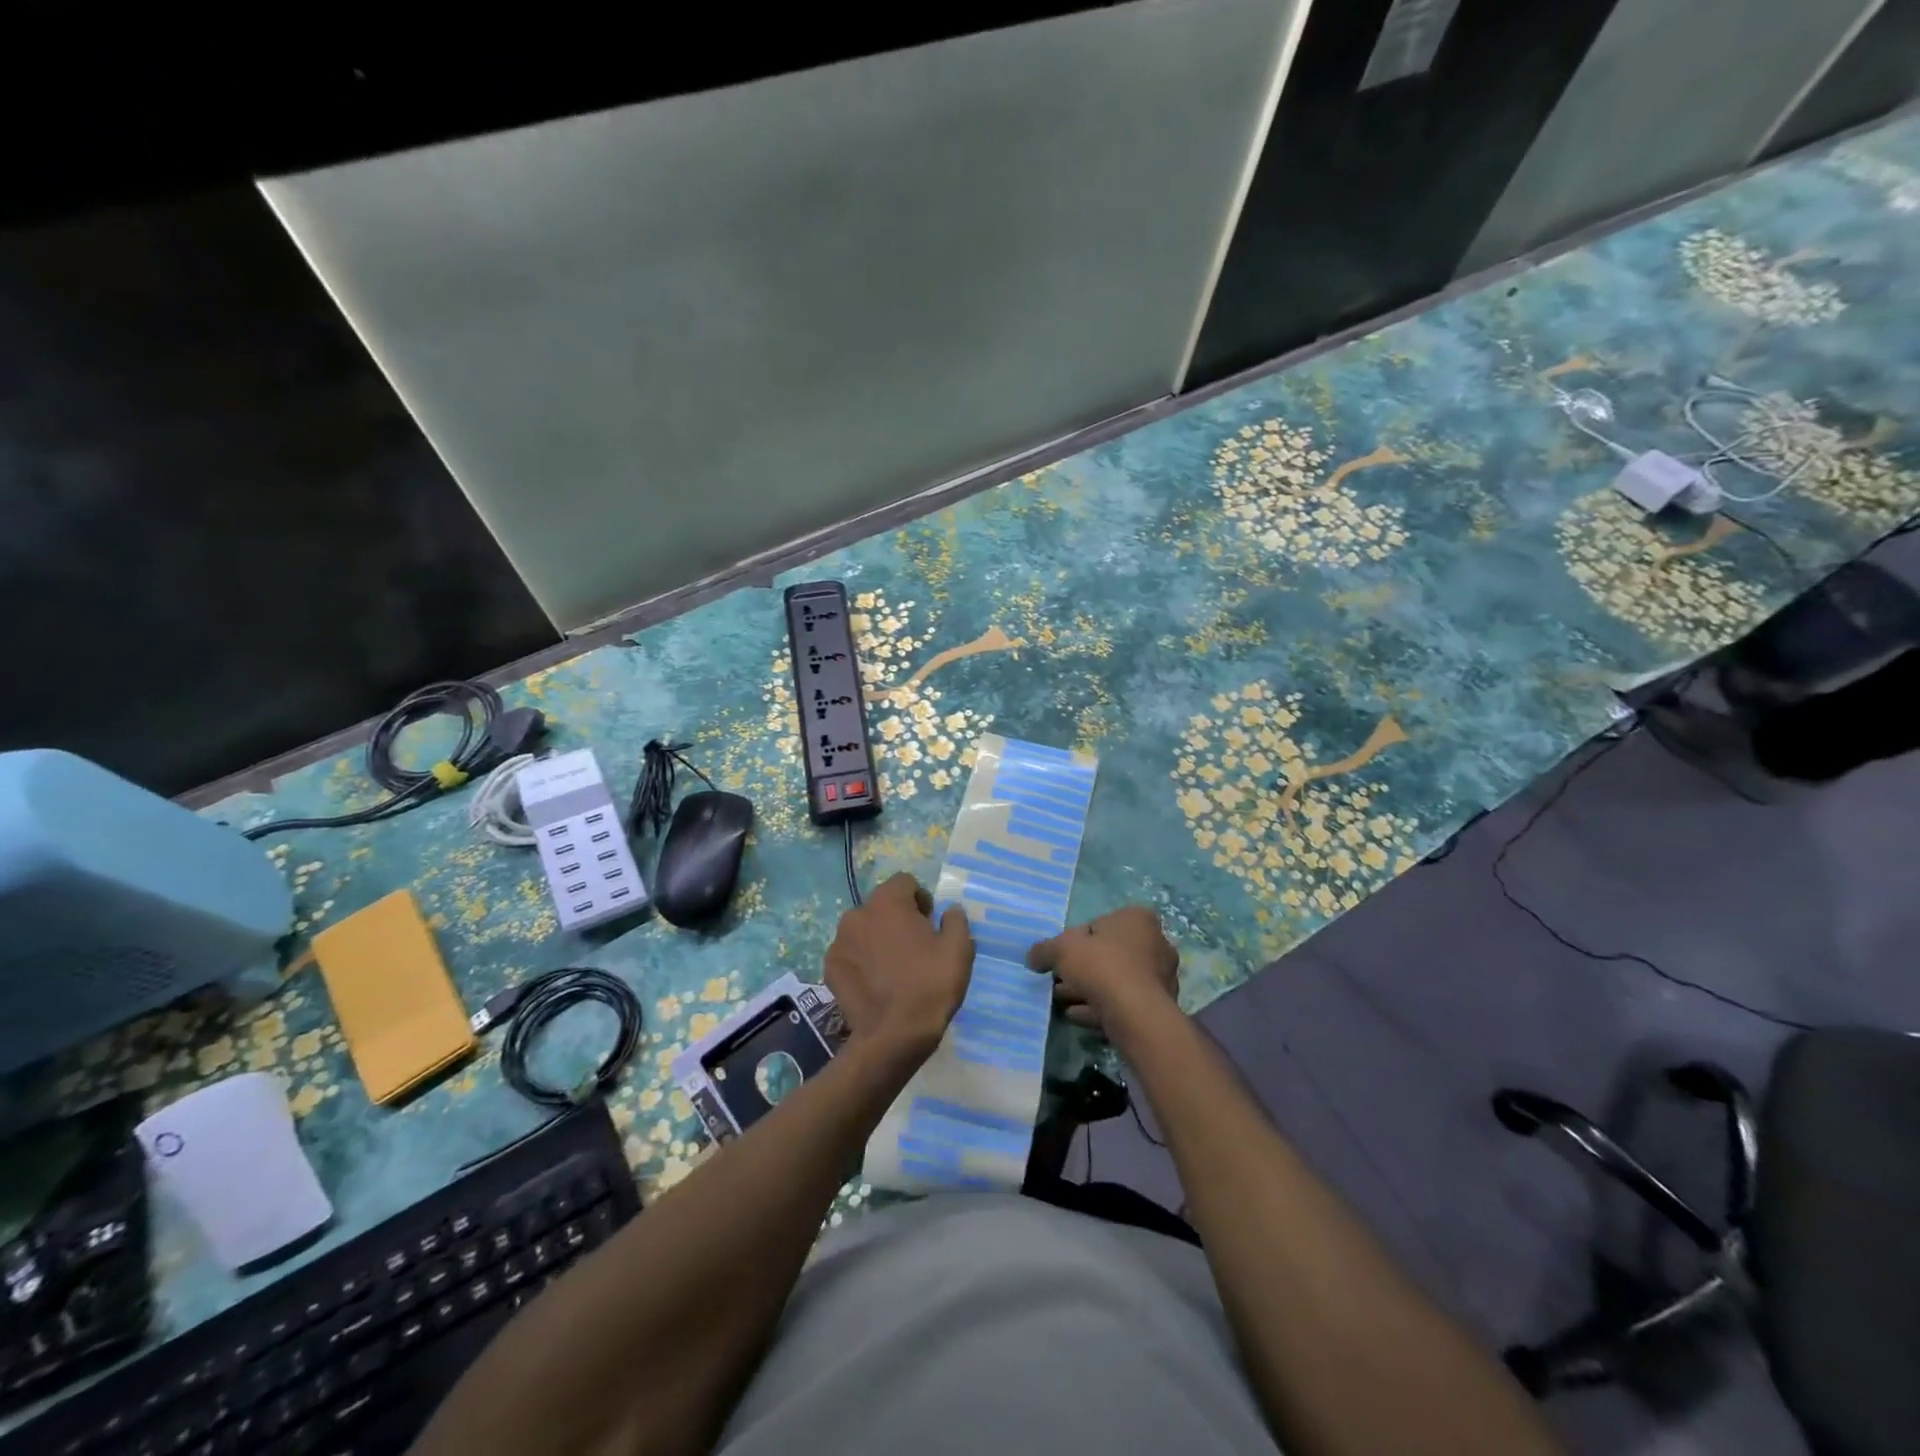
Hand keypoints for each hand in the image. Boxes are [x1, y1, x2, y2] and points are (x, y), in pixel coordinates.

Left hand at [823, 874, 972, 1060]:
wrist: (893, 1036)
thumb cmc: (930, 986)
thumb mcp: (959, 949)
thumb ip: (955, 919)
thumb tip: (949, 910)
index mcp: (888, 902)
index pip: (905, 882)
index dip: (921, 899)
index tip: (930, 924)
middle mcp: (857, 913)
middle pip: (882, 904)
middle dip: (897, 918)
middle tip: (914, 947)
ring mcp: (839, 941)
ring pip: (863, 928)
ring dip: (877, 937)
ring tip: (893, 967)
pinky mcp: (830, 966)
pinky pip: (850, 952)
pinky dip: (862, 960)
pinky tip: (875, 982)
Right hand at [1027, 906, 1179, 1035]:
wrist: (1135, 1014)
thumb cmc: (1102, 966)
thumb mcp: (1062, 949)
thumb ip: (1045, 949)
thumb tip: (1032, 957)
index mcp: (1137, 918)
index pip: (1099, 924)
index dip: (1075, 940)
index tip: (1062, 957)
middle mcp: (1156, 942)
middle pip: (1108, 953)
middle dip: (1082, 968)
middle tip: (1059, 981)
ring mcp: (1161, 976)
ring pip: (1115, 980)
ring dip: (1089, 989)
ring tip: (1063, 1001)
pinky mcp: (1159, 1006)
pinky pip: (1123, 1002)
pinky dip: (1100, 1007)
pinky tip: (1077, 1016)